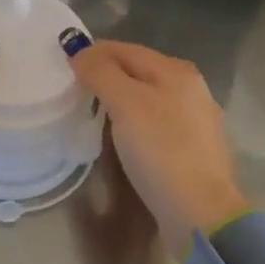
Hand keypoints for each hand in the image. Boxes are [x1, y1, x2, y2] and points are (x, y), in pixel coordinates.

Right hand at [67, 39, 246, 258]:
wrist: (201, 214)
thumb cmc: (161, 151)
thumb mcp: (126, 104)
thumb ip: (101, 72)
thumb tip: (79, 49)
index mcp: (177, 71)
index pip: (126, 49)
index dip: (94, 52)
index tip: (64, 63)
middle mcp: (192, 89)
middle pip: (139, 71)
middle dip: (107, 74)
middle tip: (74, 88)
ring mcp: (196, 121)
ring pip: (148, 98)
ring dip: (120, 99)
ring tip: (92, 111)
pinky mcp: (193, 151)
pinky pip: (156, 123)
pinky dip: (135, 122)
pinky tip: (123, 137)